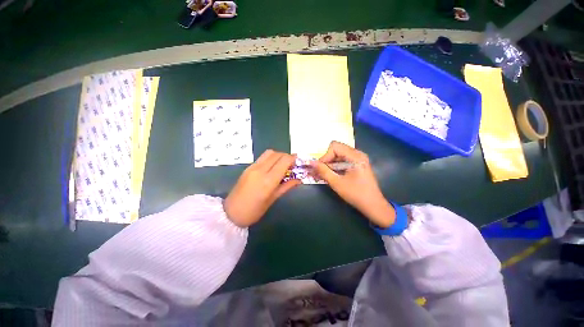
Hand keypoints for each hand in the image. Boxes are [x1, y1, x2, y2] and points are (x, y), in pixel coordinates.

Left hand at [224, 150, 300, 226]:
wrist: (230, 213)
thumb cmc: (254, 211)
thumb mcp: (272, 200)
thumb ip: (286, 187)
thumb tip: (298, 180)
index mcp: (268, 180)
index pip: (284, 161)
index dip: (293, 159)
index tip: (298, 163)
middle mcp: (260, 170)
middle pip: (277, 154)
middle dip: (287, 156)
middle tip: (292, 165)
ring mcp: (252, 167)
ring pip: (269, 153)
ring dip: (278, 156)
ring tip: (282, 165)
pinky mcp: (248, 167)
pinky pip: (262, 157)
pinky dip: (271, 158)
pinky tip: (272, 167)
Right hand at [311, 141, 395, 227]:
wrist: (373, 206)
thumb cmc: (356, 194)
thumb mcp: (337, 183)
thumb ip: (323, 171)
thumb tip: (310, 162)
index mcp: (355, 156)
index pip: (334, 147)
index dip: (325, 156)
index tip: (320, 168)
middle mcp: (358, 154)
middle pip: (336, 149)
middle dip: (327, 160)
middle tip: (320, 172)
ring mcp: (359, 158)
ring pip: (339, 155)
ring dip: (330, 163)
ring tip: (325, 174)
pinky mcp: (358, 164)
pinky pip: (343, 160)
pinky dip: (336, 166)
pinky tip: (333, 174)